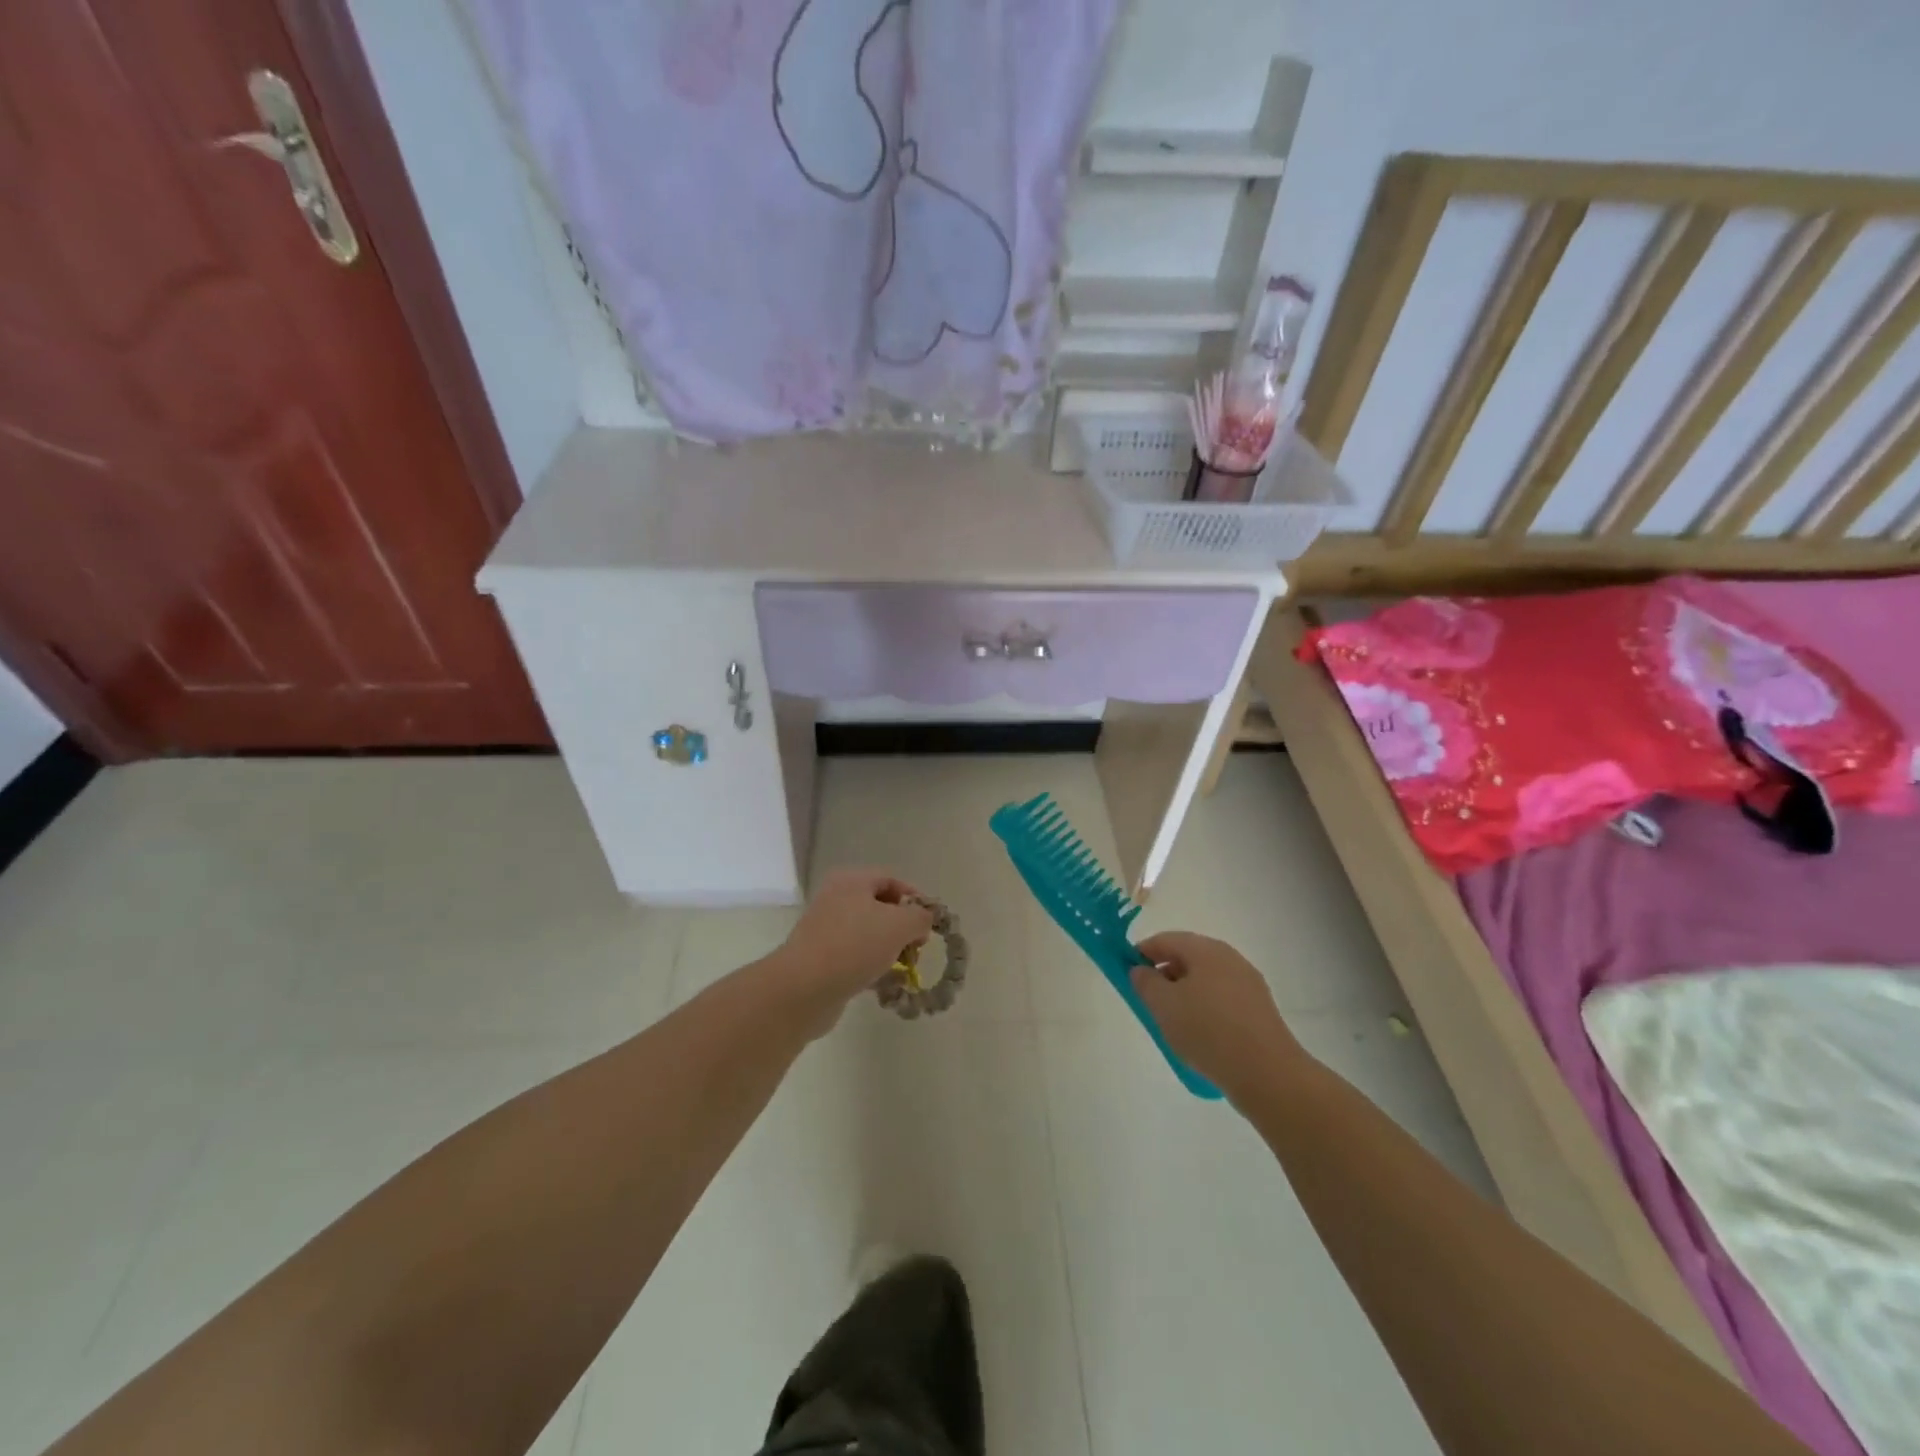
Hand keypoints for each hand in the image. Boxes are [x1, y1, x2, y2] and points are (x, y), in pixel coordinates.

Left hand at [775, 869, 936, 1034]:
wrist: (804, 988)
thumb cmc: (855, 945)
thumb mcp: (900, 924)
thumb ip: (920, 917)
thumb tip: (923, 920)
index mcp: (851, 881)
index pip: (891, 880)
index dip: (915, 898)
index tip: (930, 923)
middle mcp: (836, 899)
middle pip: (880, 907)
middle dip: (904, 928)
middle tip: (917, 948)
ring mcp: (826, 930)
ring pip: (869, 935)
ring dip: (890, 951)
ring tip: (903, 970)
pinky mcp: (821, 959)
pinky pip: (855, 957)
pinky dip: (872, 968)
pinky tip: (884, 986)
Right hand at [1130, 932, 1303, 1104]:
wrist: (1267, 1073)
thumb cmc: (1207, 1031)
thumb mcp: (1163, 1005)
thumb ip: (1145, 982)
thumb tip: (1141, 970)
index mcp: (1206, 949)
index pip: (1165, 940)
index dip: (1141, 953)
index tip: (1127, 972)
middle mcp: (1229, 958)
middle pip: (1188, 957)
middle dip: (1164, 974)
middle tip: (1148, 1000)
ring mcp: (1248, 983)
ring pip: (1205, 979)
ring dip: (1184, 993)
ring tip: (1172, 1022)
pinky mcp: (1259, 1009)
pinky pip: (1222, 999)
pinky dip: (1205, 1008)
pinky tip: (1200, 1035)